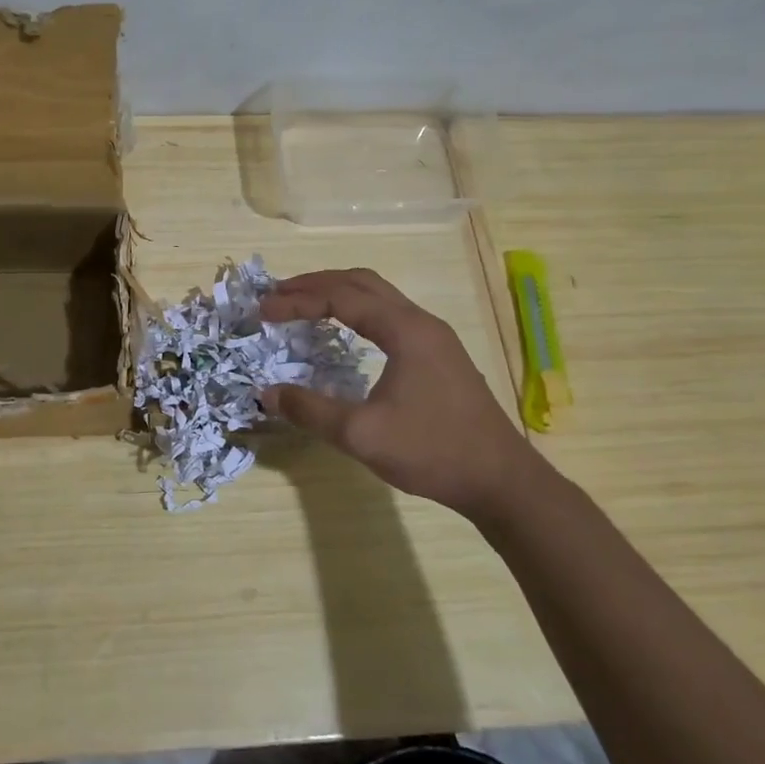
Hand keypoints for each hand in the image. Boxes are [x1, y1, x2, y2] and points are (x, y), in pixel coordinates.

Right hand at [259, 268, 546, 521]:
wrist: (501, 480)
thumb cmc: (432, 452)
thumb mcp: (361, 435)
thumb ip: (310, 410)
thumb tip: (266, 392)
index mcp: (405, 330)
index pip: (341, 297)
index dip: (298, 300)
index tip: (263, 311)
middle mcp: (421, 322)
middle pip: (361, 282)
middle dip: (315, 284)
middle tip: (277, 295)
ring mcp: (434, 337)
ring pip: (378, 296)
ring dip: (337, 294)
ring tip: (301, 305)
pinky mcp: (439, 355)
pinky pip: (390, 314)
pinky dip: (357, 311)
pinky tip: (343, 332)